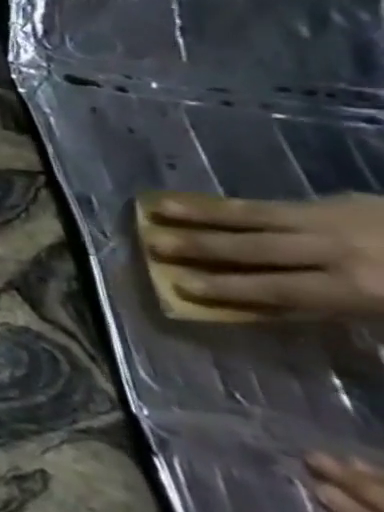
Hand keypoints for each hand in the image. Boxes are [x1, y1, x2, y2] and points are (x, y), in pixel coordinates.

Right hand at [141, 193, 383, 317]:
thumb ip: (350, 307)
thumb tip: (287, 309)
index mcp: (359, 288)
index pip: (278, 289)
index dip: (229, 288)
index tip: (182, 286)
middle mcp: (335, 251)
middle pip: (256, 249)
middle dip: (202, 247)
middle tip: (152, 243)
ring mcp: (332, 221)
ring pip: (254, 218)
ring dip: (201, 215)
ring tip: (157, 210)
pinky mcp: (335, 202)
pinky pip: (274, 205)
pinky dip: (232, 205)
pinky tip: (203, 203)